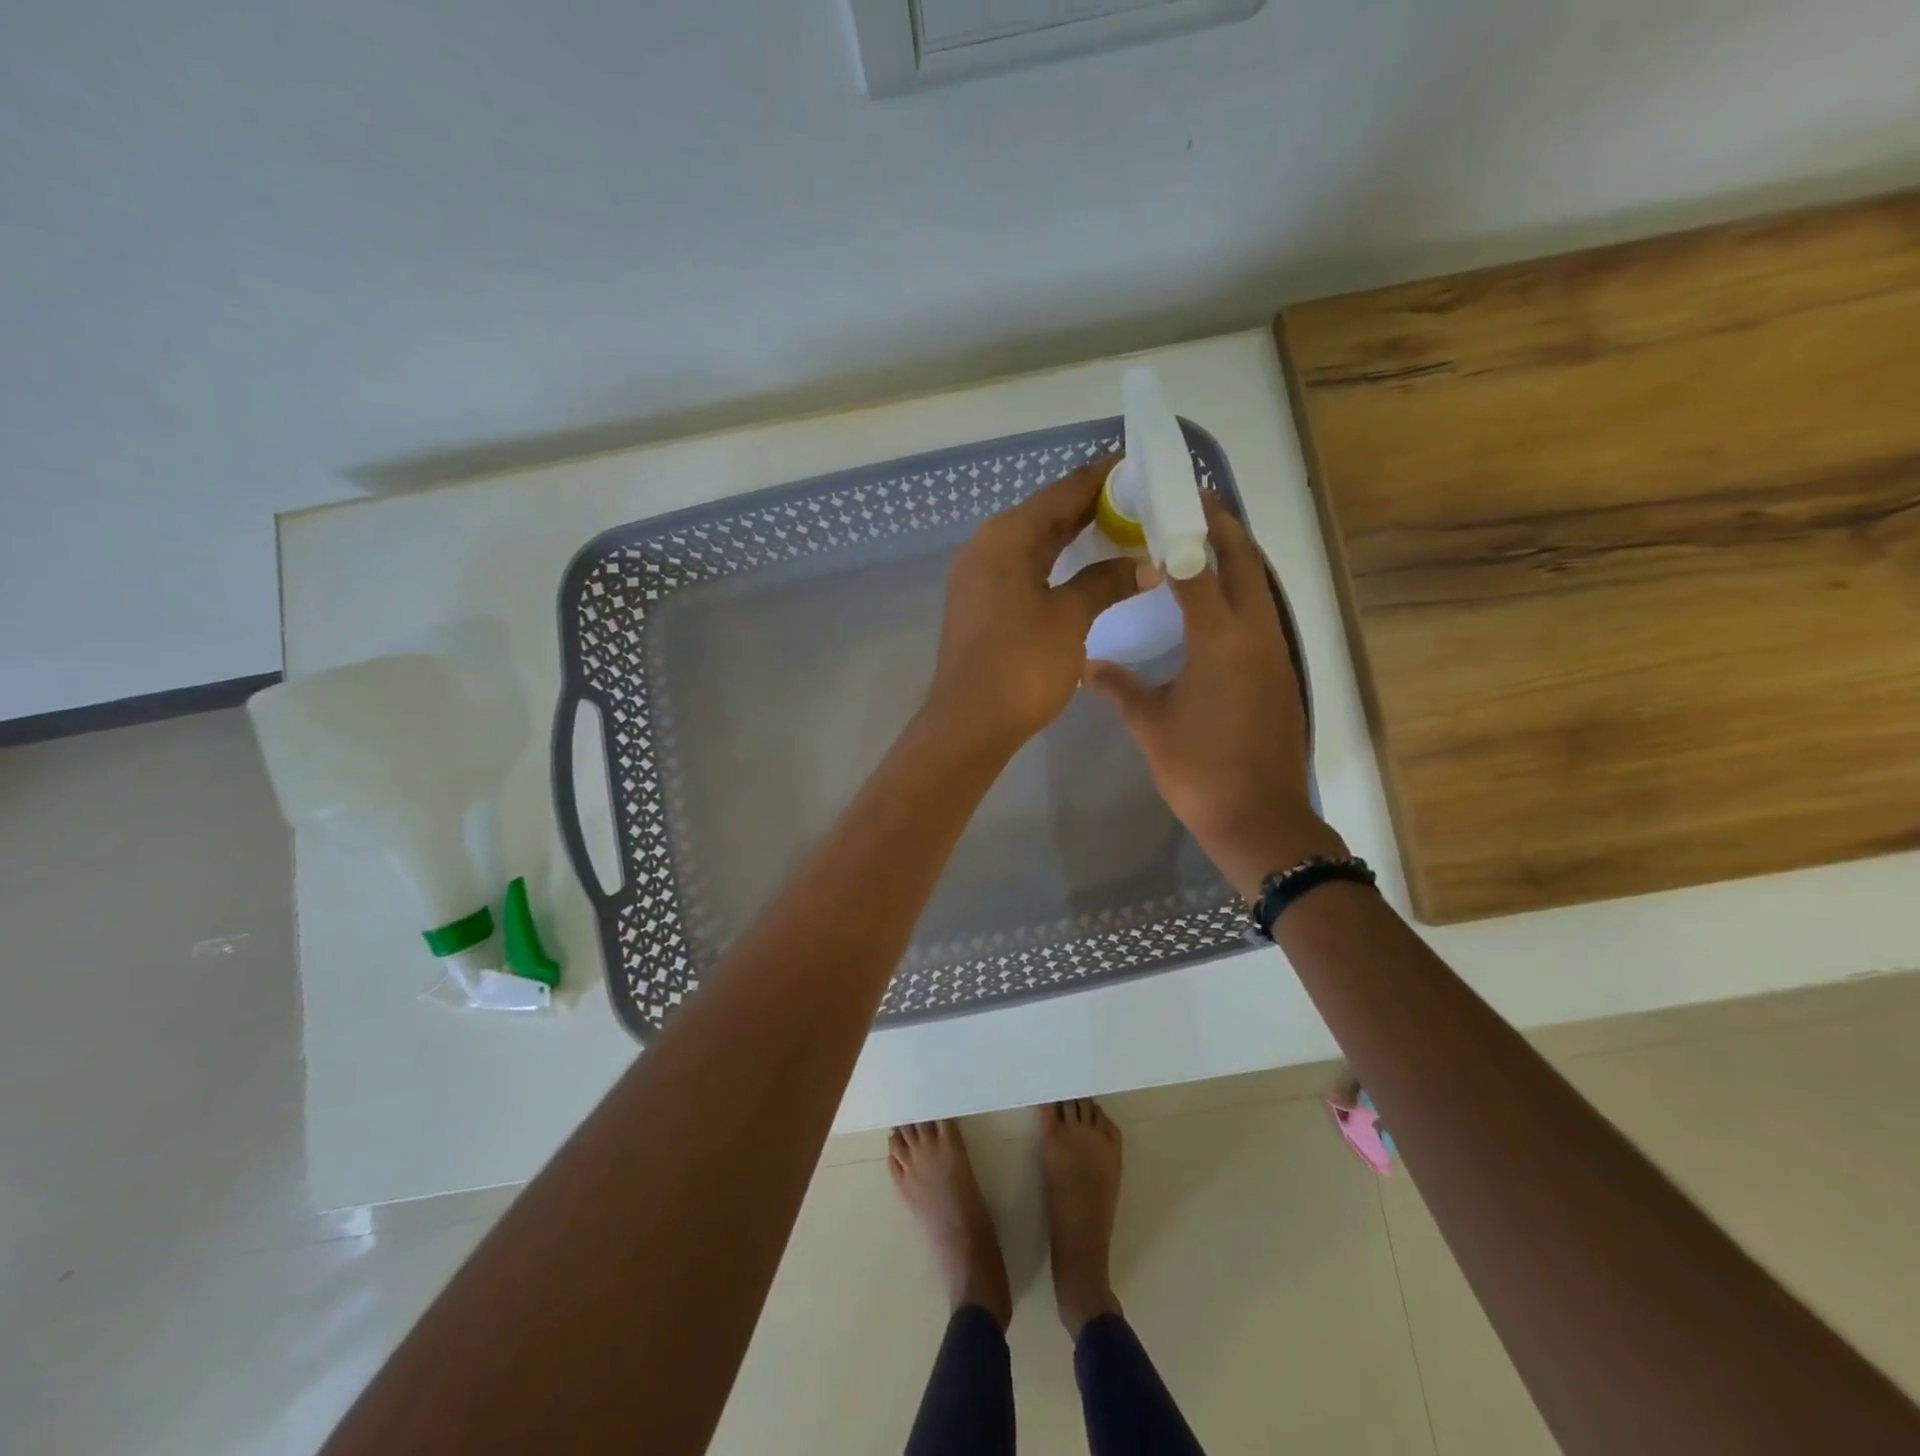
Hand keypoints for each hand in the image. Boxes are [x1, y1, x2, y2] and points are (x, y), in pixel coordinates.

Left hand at [927, 459, 1145, 754]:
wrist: (969, 723)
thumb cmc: (1021, 665)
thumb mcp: (1070, 618)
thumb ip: (1106, 582)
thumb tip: (1145, 563)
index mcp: (1006, 536)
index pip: (1062, 491)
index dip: (1104, 479)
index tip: (1143, 469)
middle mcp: (986, 545)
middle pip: (1046, 513)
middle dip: (1093, 507)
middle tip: (1143, 503)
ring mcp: (978, 576)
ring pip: (1034, 542)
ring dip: (1075, 537)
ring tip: (1123, 531)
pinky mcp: (980, 604)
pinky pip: (1024, 568)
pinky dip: (1056, 564)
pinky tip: (1085, 570)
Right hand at [1085, 495, 1341, 896]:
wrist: (1259, 818)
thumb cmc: (1198, 769)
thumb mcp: (1150, 724)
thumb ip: (1118, 686)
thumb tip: (1087, 665)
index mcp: (1219, 638)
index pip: (1200, 566)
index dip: (1184, 529)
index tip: (1166, 502)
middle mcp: (1255, 633)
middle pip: (1245, 562)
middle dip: (1223, 526)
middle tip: (1193, 502)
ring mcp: (1275, 652)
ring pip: (1260, 586)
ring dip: (1237, 556)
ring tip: (1203, 539)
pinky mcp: (1281, 672)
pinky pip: (1263, 613)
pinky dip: (1243, 591)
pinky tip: (1218, 600)